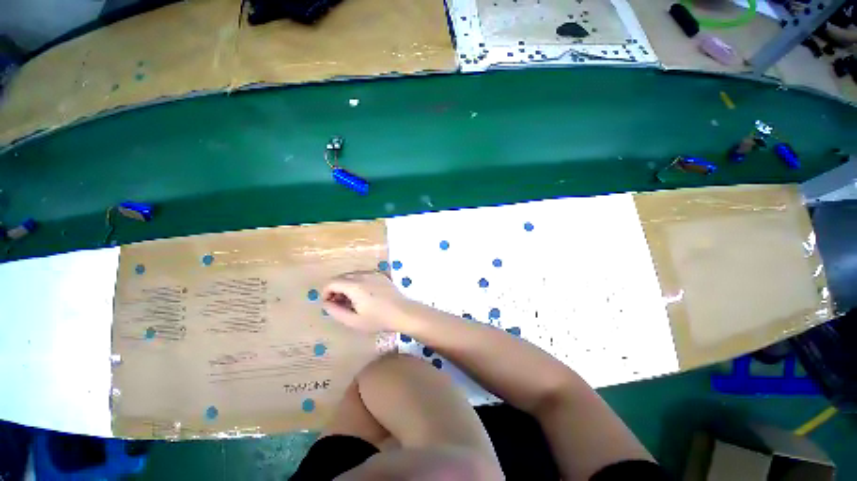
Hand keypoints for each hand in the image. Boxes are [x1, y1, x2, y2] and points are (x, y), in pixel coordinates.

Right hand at [322, 271, 410, 332]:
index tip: (328, 304)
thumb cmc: (378, 319)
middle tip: (339, 304)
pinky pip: (364, 275)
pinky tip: (364, 295)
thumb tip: (325, 303)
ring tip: (352, 301)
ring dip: (347, 285)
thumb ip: (335, 311)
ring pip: (353, 275)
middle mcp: (363, 276)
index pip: (332, 282)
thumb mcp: (353, 321)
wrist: (403, 312)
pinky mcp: (381, 275)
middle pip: (341, 277)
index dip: (326, 292)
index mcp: (354, 286)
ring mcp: (373, 274)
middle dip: (336, 289)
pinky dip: (358, 282)